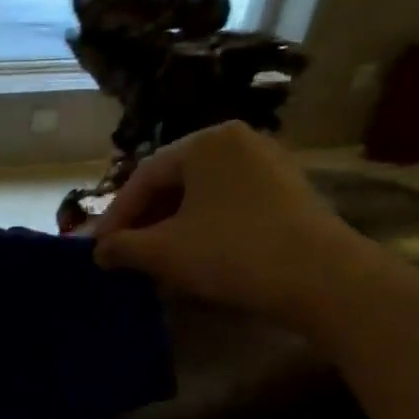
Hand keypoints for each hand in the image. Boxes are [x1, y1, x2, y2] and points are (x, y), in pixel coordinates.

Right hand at [92, 122, 371, 329]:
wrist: (320, 277)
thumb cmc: (231, 253)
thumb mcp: (165, 252)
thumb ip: (123, 247)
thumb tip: (98, 251)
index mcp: (206, 141)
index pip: (144, 176)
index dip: (116, 216)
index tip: (99, 249)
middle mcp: (238, 141)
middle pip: (175, 183)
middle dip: (145, 223)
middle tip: (124, 256)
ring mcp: (269, 165)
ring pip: (202, 198)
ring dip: (172, 230)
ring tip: (155, 264)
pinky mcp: (288, 193)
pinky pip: (230, 207)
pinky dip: (204, 231)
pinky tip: (194, 260)